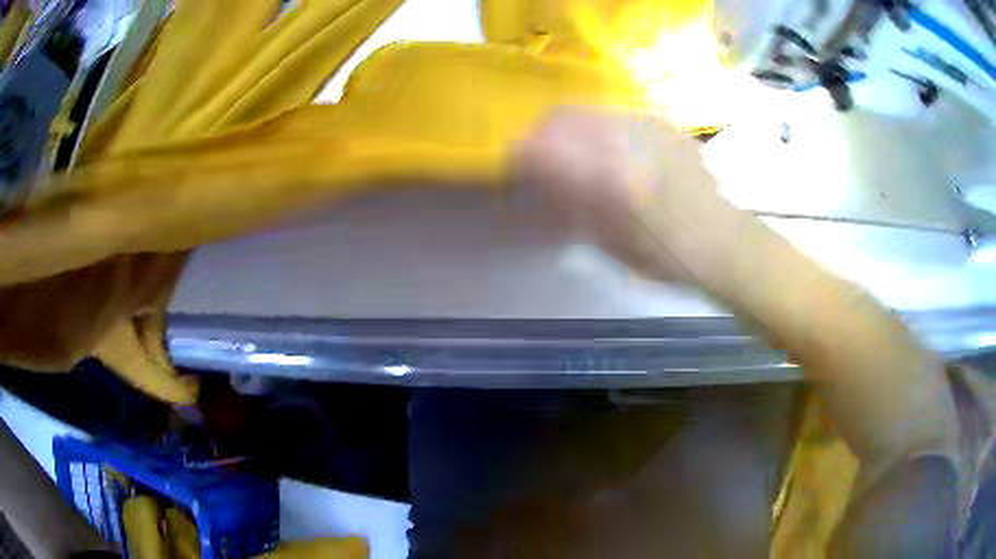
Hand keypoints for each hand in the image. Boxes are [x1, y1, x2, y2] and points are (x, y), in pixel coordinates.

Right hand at [515, 107, 746, 285]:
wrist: (720, 240)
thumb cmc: (664, 256)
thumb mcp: (607, 241)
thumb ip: (569, 201)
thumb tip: (538, 174)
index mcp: (610, 178)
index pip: (544, 147)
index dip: (519, 152)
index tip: (513, 163)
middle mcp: (626, 139)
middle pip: (561, 116)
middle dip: (539, 133)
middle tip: (537, 154)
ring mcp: (647, 124)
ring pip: (587, 109)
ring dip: (567, 126)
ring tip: (571, 150)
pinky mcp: (661, 121)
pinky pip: (613, 113)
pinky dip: (596, 127)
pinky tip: (607, 148)